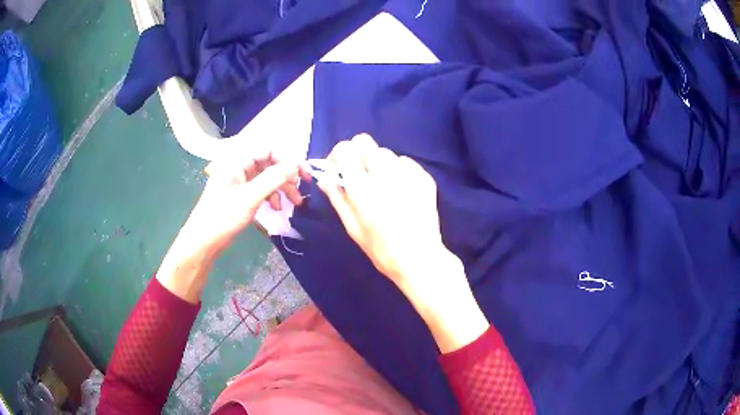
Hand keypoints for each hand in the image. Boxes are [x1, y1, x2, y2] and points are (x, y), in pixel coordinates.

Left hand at [157, 151, 309, 302]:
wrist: (203, 241)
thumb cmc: (222, 217)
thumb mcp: (250, 197)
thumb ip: (273, 179)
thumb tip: (295, 166)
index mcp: (237, 160)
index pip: (269, 150)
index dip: (288, 159)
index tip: (303, 175)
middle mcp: (239, 166)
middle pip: (270, 163)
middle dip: (287, 176)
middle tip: (302, 189)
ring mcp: (240, 180)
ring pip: (268, 177)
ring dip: (282, 188)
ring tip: (294, 203)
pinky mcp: (241, 194)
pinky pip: (262, 188)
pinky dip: (272, 196)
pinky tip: (276, 208)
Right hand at [316, 134, 444, 288]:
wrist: (419, 259)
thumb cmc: (381, 249)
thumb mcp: (352, 227)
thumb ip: (337, 198)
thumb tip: (324, 177)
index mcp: (362, 187)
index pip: (345, 149)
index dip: (339, 155)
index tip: (340, 169)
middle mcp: (384, 173)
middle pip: (365, 141)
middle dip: (357, 153)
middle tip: (360, 173)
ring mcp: (407, 173)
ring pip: (386, 152)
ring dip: (379, 164)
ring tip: (383, 187)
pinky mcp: (424, 177)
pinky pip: (406, 163)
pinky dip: (399, 171)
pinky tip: (402, 192)